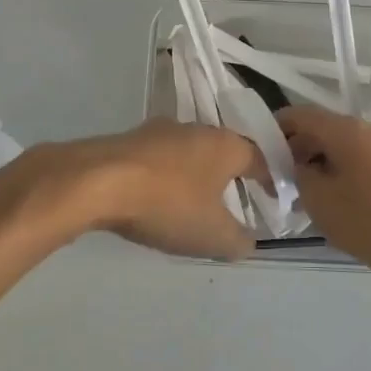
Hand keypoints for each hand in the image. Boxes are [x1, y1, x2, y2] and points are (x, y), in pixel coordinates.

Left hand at [54, 120, 267, 260]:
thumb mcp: (213, 236)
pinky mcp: (128, 140)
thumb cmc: (168, 204)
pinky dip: (164, 178)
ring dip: (194, 176)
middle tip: (232, 203)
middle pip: (223, 152)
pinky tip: (155, 199)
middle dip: (229, 176)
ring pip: (188, 153)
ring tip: (192, 204)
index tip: (274, 197)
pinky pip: (158, 160)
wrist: (96, 182)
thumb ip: (239, 241)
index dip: (270, 180)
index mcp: (226, 145)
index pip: (260, 159)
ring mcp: (158, 131)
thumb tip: (247, 241)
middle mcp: (196, 129)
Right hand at [277, 105, 370, 281]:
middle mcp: (368, 130)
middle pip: (323, 131)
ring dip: (323, 167)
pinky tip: (344, 207)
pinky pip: (364, 164)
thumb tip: (296, 165)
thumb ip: (299, 177)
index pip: (299, 115)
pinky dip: (346, 177)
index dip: (275, 129)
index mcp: (344, 130)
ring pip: (345, 149)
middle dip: (298, 152)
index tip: (259, 153)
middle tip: (281, 183)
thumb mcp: (321, 202)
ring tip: (310, 199)